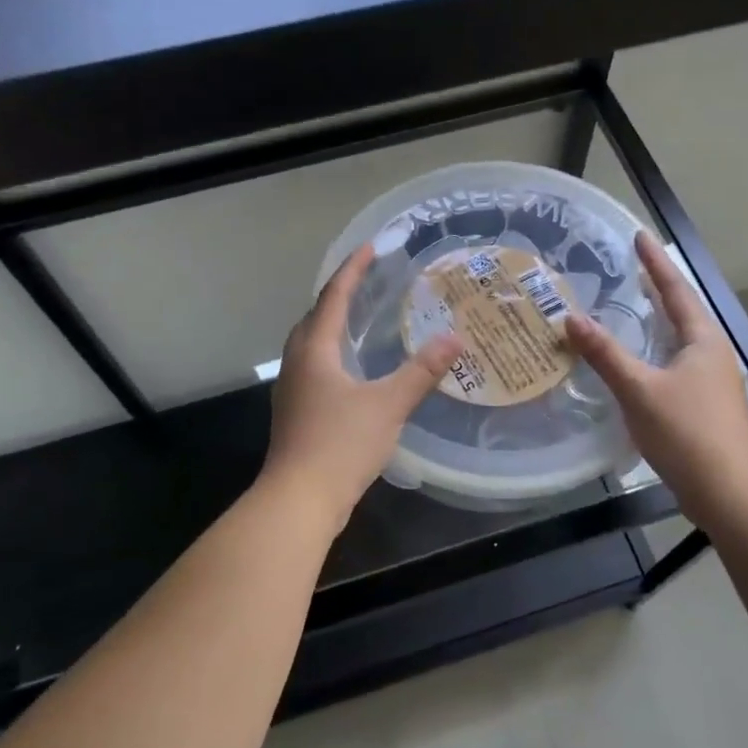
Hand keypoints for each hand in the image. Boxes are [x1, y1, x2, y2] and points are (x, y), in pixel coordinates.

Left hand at [262, 243, 463, 527]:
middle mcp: (298, 362)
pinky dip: (333, 352)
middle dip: (339, 294)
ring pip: (312, 342)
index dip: (352, 270)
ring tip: (361, 317)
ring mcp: (293, 388)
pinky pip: (315, 365)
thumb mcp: (388, 405)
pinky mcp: (296, 411)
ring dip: (333, 323)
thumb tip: (454, 338)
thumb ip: (421, 371)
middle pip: (315, 316)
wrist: (299, 500)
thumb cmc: (340, 445)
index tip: (370, 247)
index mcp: (315, 350)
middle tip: (368, 281)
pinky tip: (352, 368)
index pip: (333, 297)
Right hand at [565, 232, 747, 523]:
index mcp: (702, 340)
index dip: (655, 263)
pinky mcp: (702, 406)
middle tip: (630, 269)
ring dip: (655, 322)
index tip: (639, 236)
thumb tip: (571, 318)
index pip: (675, 290)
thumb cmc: (687, 432)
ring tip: (629, 309)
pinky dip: (652, 352)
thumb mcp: (639, 389)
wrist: (729, 492)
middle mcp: (711, 354)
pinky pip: (673, 364)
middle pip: (681, 312)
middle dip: (656, 289)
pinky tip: (634, 363)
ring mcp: (710, 382)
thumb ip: (605, 354)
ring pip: (678, 340)